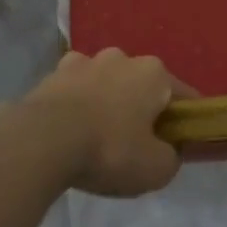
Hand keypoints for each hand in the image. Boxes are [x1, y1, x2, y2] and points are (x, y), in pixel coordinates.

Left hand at [22, 49, 187, 197]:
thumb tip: (166, 151)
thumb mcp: (156, 168)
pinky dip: (75, 108)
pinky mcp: (50, 76)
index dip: (184, 120)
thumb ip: (171, 157)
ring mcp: (81, 62)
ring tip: (97, 138)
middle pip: (140, 86)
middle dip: (140, 109)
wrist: (42, 142)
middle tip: (136, 144)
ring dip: (105, 104)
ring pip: (104, 85)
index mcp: (153, 73)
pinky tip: (69, 133)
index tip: (179, 143)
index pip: (182, 95)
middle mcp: (120, 58)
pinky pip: (73, 93)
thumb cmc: (110, 150)